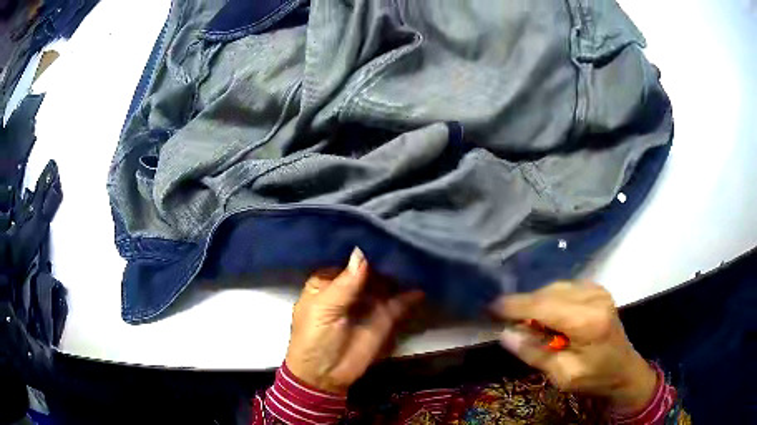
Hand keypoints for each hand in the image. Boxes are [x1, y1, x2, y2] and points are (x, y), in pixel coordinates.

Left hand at [285, 248, 423, 393]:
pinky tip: (423, 281)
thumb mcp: (324, 309)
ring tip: (418, 252)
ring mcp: (369, 301)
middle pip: (370, 267)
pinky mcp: (385, 317)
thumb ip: (346, 283)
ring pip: (387, 282)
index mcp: (328, 281)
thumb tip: (362, 252)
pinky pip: (400, 301)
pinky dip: (411, 294)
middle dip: (385, 255)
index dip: (361, 246)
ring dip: (400, 271)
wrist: (325, 375)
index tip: (380, 227)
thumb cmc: (314, 338)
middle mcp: (350, 286)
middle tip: (405, 235)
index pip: (347, 257)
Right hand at [492, 282, 657, 413]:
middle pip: (549, 293)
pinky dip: (550, 299)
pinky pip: (565, 288)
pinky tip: (548, 317)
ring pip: (555, 288)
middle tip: (509, 323)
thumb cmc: (594, 377)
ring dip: (538, 303)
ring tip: (530, 324)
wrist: (623, 369)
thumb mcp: (562, 375)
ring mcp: (597, 290)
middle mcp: (594, 298)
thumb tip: (506, 334)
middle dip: (525, 306)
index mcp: (587, 322)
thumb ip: (534, 353)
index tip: (491, 307)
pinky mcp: (597, 289)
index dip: (516, 306)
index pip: (545, 307)